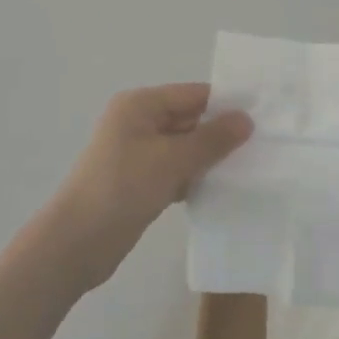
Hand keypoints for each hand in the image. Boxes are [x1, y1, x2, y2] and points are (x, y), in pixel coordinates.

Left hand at [47, 84, 252, 289]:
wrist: (76, 243)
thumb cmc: (122, 188)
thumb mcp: (172, 160)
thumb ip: (212, 139)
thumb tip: (246, 120)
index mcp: (140, 105)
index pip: (193, 95)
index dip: (226, 105)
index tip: (263, 117)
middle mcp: (138, 123)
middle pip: (189, 120)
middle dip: (221, 133)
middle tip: (263, 145)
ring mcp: (137, 154)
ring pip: (184, 148)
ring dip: (210, 158)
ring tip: (250, 167)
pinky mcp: (139, 182)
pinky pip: (176, 171)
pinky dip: (195, 177)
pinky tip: (222, 189)